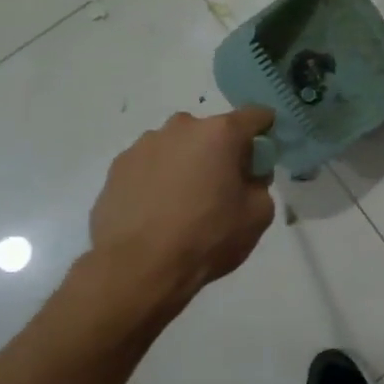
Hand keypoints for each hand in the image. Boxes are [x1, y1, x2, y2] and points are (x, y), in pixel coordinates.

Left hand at [87, 107, 275, 306]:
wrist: (138, 268)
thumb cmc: (207, 237)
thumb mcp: (258, 215)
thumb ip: (260, 184)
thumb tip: (247, 176)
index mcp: (220, 133)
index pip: (255, 116)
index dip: (266, 131)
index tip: (264, 154)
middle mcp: (180, 128)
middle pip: (212, 131)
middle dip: (221, 152)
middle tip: (223, 188)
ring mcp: (143, 145)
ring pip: (177, 147)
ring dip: (187, 164)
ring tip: (184, 204)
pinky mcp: (118, 167)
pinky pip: (150, 166)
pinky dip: (159, 180)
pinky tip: (158, 213)